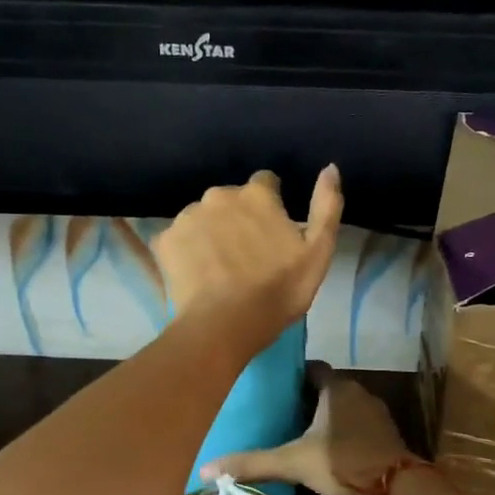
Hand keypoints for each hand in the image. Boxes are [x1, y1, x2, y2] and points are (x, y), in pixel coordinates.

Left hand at [155, 166, 342, 350]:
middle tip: (248, 255)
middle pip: (232, 200)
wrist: (224, 325)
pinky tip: (198, 275)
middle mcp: (219, 195)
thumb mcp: (318, 253)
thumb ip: (327, 206)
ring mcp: (187, 217)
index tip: (273, 232)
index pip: (266, 183)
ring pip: (204, 217)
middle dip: (239, 218)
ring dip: (213, 232)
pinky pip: (180, 239)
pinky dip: (188, 251)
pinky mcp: (164, 241)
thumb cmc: (278, 291)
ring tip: (220, 267)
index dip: (272, 205)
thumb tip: (330, 168)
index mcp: (257, 195)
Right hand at [201, 367, 415, 494]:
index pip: (312, 369)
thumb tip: (205, 469)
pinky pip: (358, 426)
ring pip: (344, 408)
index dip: (293, 377)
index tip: (273, 390)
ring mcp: (376, 413)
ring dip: (326, 418)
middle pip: (327, 389)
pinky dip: (343, 433)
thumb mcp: (292, 462)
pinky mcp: (386, 435)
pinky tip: (328, 451)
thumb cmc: (342, 461)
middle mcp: (358, 392)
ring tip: (300, 434)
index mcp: (336, 387)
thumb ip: (252, 463)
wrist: (395, 487)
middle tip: (280, 414)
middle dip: (306, 399)